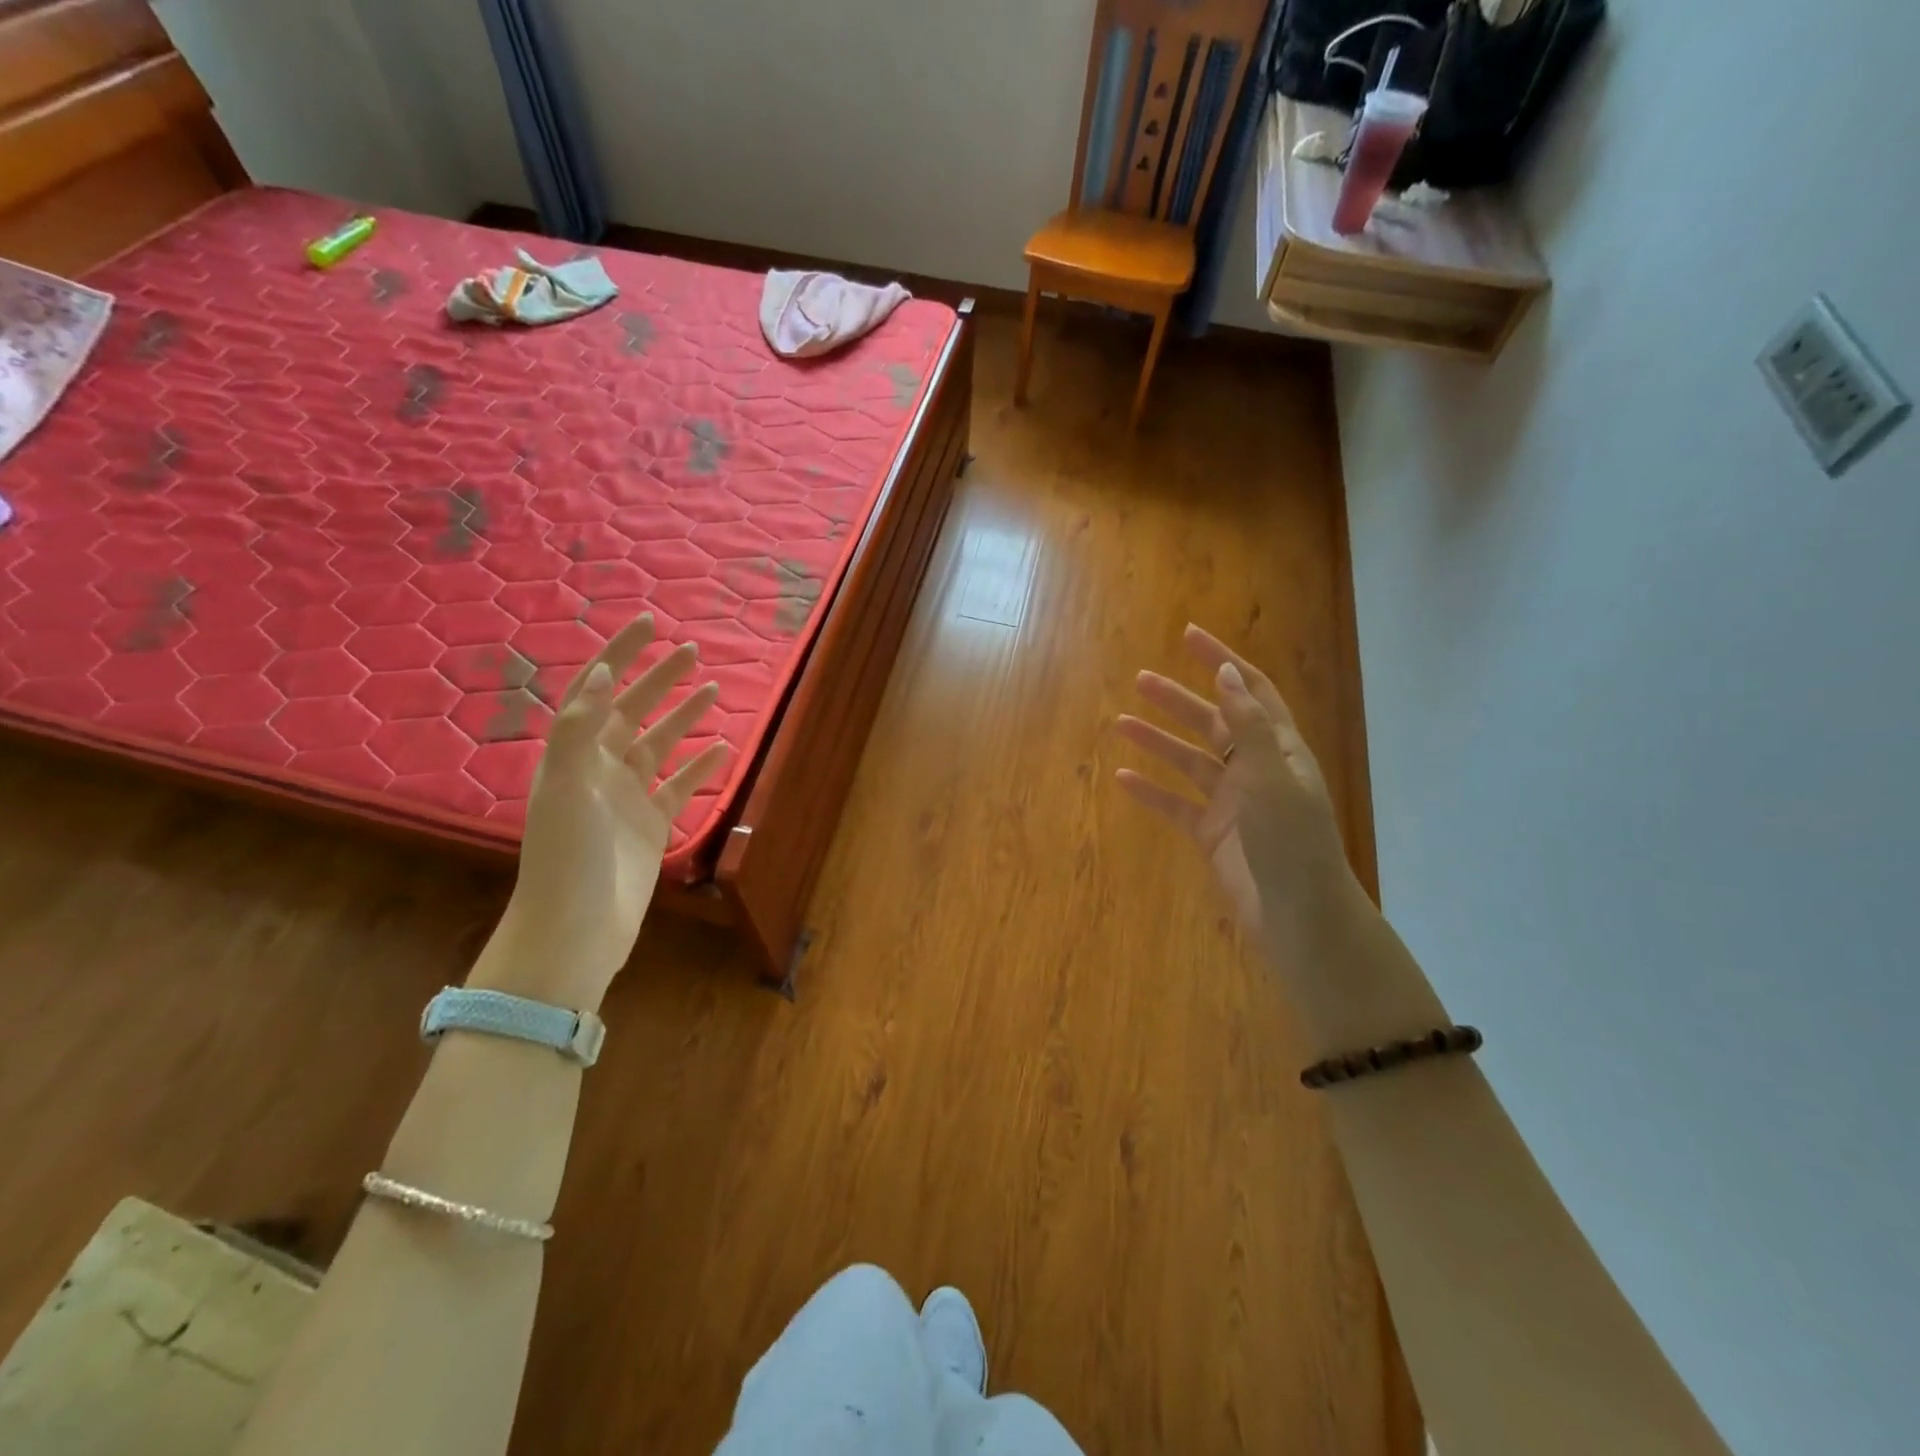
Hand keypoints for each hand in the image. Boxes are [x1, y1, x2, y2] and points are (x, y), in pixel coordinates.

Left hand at [474, 614, 726, 1009]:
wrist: (577, 928)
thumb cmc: (566, 854)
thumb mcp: (565, 785)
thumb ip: (581, 728)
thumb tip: (600, 673)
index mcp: (572, 755)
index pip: (595, 691)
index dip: (619, 655)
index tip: (648, 624)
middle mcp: (598, 770)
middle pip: (632, 712)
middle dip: (658, 679)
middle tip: (692, 651)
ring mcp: (627, 798)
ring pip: (660, 745)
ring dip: (683, 717)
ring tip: (712, 690)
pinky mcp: (652, 825)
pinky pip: (680, 786)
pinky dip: (700, 767)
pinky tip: (721, 749)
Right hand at [1116, 625, 1352, 946]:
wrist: (1297, 916)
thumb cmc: (1291, 842)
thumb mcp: (1271, 777)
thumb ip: (1248, 726)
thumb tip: (1228, 674)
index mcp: (1279, 750)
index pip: (1250, 691)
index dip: (1222, 661)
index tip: (1188, 636)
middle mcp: (1256, 770)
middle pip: (1214, 722)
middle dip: (1179, 700)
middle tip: (1140, 680)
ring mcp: (1233, 803)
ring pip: (1190, 761)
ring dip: (1158, 741)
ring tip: (1121, 723)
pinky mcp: (1212, 834)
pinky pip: (1176, 805)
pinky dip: (1151, 791)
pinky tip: (1122, 779)